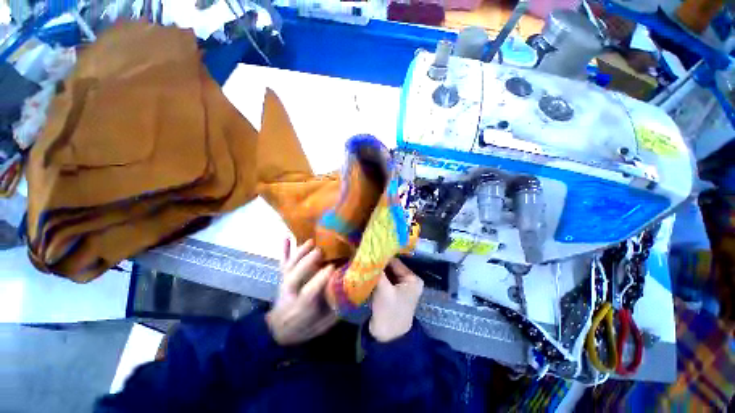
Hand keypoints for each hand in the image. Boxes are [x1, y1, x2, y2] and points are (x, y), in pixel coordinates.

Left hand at [266, 239, 337, 345]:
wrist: (279, 330)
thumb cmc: (304, 327)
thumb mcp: (322, 324)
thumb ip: (335, 310)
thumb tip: (351, 293)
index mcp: (300, 307)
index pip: (308, 293)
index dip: (319, 280)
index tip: (332, 268)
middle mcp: (289, 293)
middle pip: (294, 276)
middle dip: (306, 262)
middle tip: (320, 251)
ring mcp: (284, 283)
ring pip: (289, 267)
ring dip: (298, 253)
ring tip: (310, 241)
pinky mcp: (282, 277)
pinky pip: (282, 263)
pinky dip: (284, 250)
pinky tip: (286, 237)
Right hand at [369, 258, 423, 341]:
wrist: (387, 338)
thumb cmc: (389, 312)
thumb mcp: (383, 289)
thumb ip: (377, 271)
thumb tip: (370, 255)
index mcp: (413, 279)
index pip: (395, 262)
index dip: (382, 257)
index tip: (368, 251)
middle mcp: (408, 280)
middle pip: (390, 267)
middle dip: (378, 264)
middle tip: (363, 256)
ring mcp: (400, 287)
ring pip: (385, 273)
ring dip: (375, 270)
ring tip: (362, 263)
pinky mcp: (391, 292)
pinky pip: (383, 280)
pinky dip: (375, 277)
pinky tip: (365, 273)